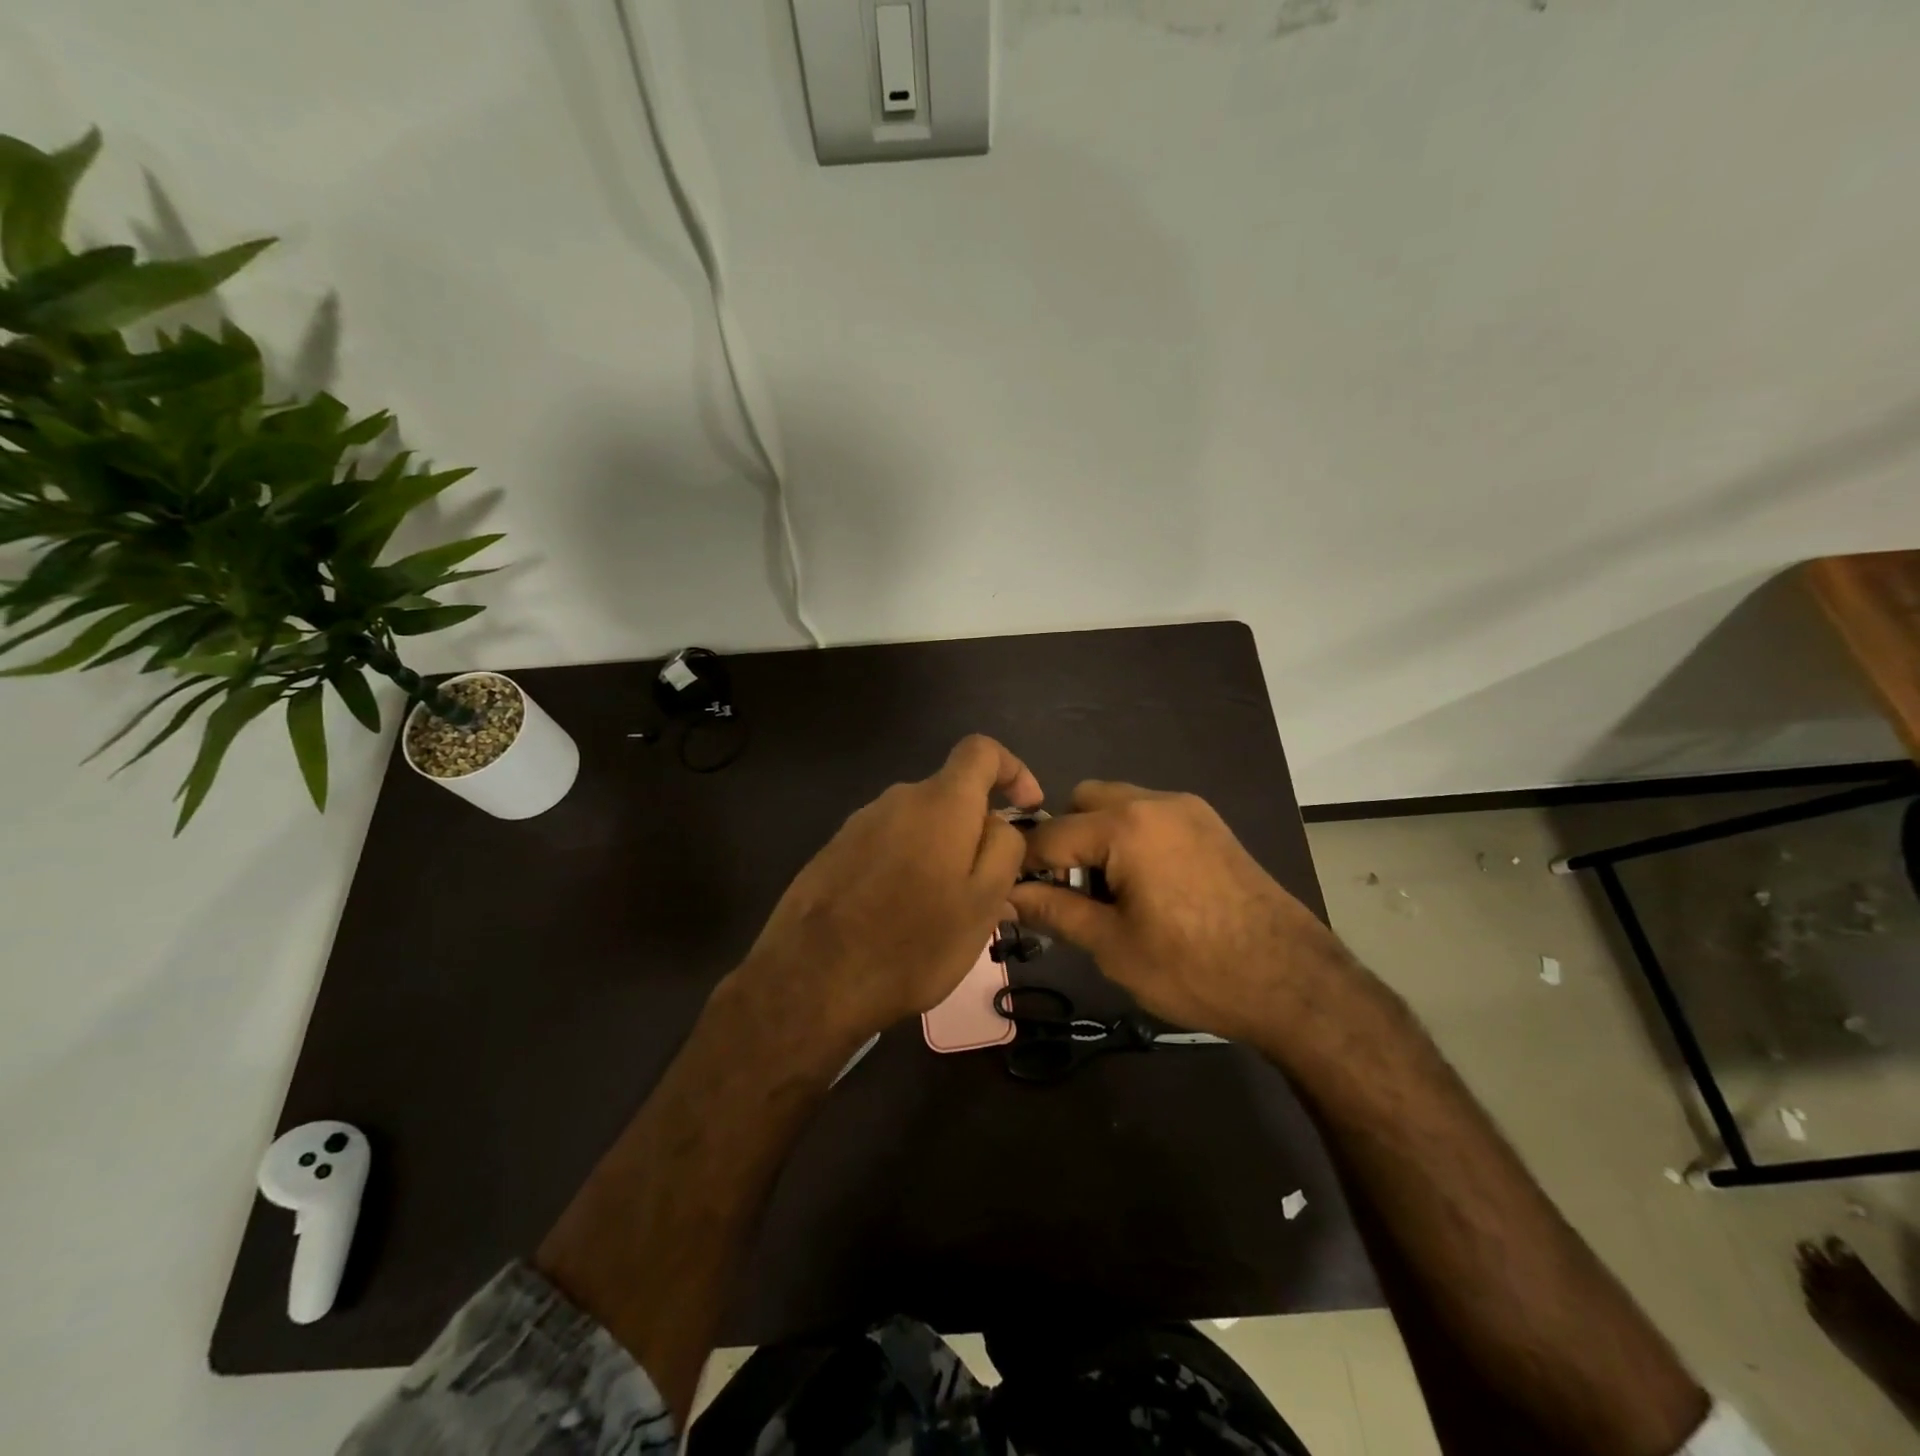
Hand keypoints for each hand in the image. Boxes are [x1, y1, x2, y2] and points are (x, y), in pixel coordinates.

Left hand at [735, 735, 1042, 1057]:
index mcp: (940, 802)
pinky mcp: (833, 852)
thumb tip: (1000, 822)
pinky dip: (905, 868)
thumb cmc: (912, 943)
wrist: (811, 980)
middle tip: (985, 889)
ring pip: (918, 825)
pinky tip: (897, 917)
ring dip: (939, 854)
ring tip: (939, 914)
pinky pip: (886, 845)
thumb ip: (1004, 849)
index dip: (1013, 770)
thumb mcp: (983, 903)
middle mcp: (897, 799)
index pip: (982, 750)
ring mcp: (859, 824)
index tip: (1027, 809)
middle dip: (975, 832)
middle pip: (950, 796)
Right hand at [1007, 782, 1353, 1043]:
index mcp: (1126, 825)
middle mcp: (1155, 802)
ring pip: (1120, 803)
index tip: (1012, 893)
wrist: (1293, 982)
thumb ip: (1054, 911)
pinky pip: (1152, 815)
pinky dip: (1132, 837)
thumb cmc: (1193, 967)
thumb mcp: (1112, 946)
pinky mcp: (1211, 825)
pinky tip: (1144, 886)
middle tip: (1071, 891)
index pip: (1050, 834)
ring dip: (1099, 836)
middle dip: (1065, 839)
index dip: (1024, 865)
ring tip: (1108, 893)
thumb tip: (1006, 897)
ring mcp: (1189, 810)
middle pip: (1084, 801)